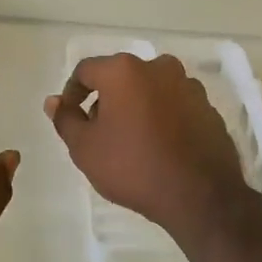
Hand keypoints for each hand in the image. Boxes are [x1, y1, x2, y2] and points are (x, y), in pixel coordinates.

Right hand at [44, 52, 261, 248]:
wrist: (200, 195)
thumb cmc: (134, 166)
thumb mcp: (85, 148)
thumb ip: (66, 119)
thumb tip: (54, 101)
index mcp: (124, 70)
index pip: (86, 70)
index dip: (72, 93)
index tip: (70, 117)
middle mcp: (158, 67)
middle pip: (121, 77)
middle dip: (106, 99)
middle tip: (100, 133)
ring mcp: (188, 85)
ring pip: (150, 89)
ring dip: (136, 106)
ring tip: (131, 141)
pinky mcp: (207, 106)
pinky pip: (174, 104)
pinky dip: (162, 117)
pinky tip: (159, 146)